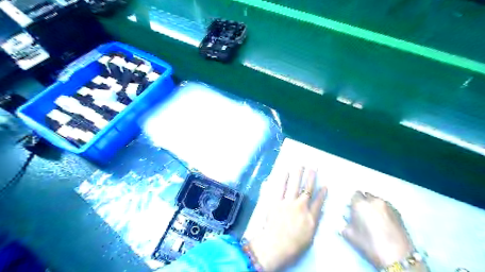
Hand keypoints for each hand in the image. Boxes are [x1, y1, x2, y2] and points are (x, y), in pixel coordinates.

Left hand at [250, 167, 324, 270]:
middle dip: (311, 177)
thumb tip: (316, 211)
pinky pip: (280, 188)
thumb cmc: (293, 246)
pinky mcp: (276, 202)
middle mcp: (301, 207)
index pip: (319, 202)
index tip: (325, 185)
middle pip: (308, 189)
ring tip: (300, 165)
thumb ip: (313, 222)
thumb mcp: (309, 237)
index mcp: (311, 217)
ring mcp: (288, 203)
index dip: (322, 193)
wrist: (275, 246)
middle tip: (313, 167)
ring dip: (298, 174)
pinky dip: (283, 179)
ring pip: (295, 185)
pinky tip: (285, 172)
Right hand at [342, 190, 425, 270]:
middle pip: (366, 195)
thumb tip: (344, 219)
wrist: (397, 257)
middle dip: (363, 201)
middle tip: (362, 213)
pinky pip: (386, 206)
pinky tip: (383, 221)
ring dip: (373, 205)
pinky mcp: (398, 212)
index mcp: (360, 203)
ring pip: (377, 200)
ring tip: (374, 217)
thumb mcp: (349, 235)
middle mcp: (373, 200)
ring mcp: (387, 205)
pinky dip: (383, 210)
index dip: (353, 201)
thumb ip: (344, 223)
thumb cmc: (369, 244)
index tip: (353, 209)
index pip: (354, 194)